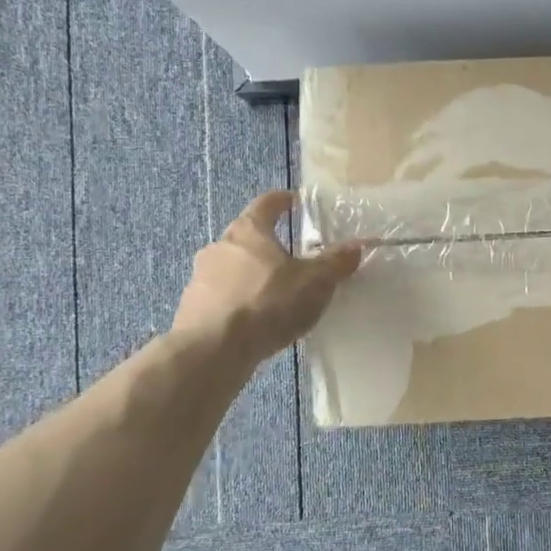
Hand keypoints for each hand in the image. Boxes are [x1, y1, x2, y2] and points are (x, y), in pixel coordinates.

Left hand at [172, 191, 362, 364]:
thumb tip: (357, 245)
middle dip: (269, 244)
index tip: (294, 200)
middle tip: (292, 257)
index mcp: (249, 231)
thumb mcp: (314, 283)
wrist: (212, 350)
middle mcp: (220, 246)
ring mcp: (201, 277)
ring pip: (232, 268)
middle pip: (247, 237)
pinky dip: (239, 302)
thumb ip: (336, 263)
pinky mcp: (193, 307)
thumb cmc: (267, 304)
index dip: (282, 200)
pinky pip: (222, 297)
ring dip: (252, 275)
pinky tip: (255, 320)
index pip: (266, 204)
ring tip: (275, 293)